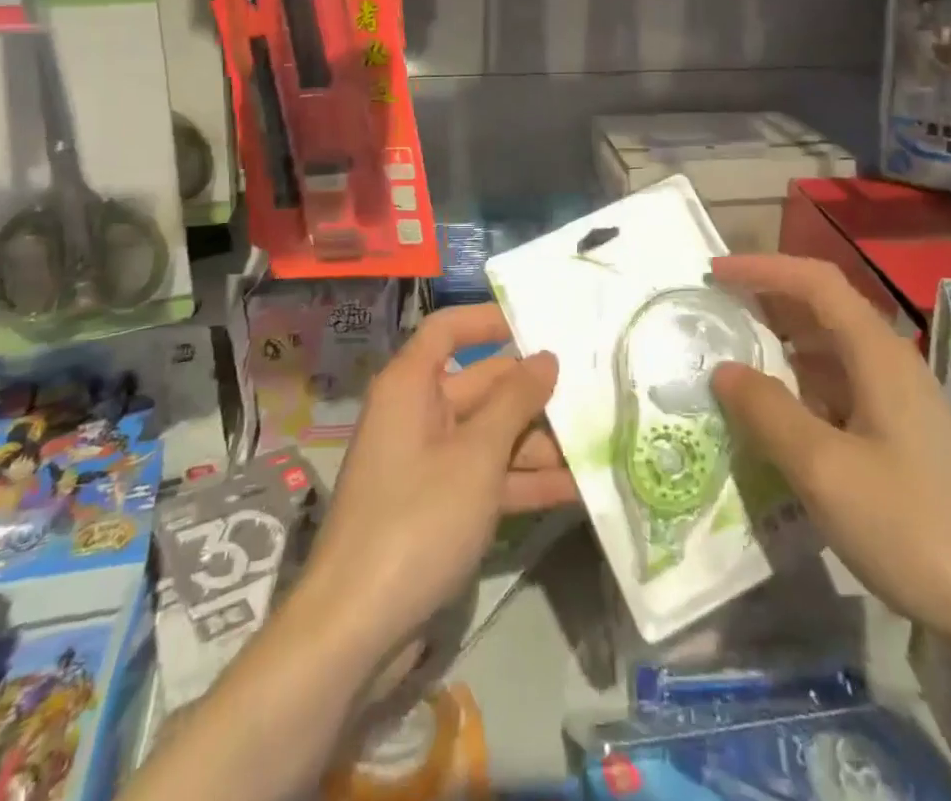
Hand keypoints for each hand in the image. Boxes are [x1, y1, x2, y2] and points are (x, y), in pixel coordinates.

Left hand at [298, 304, 573, 659]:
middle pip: (481, 385)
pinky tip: (574, 490)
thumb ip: (515, 402)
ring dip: (537, 444)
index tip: (539, 325)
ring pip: (489, 435)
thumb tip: (545, 357)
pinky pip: (485, 476)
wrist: (355, 629)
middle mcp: (417, 414)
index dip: (489, 320)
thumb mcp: (476, 456)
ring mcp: (427, 463)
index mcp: (411, 386)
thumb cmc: (417, 519)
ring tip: (595, 446)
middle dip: (533, 394)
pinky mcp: (437, 505)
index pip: (448, 329)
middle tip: (591, 394)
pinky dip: (522, 482)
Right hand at [709, 254, 950, 654]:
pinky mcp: (905, 443)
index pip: (815, 282)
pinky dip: (802, 392)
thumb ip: (768, 413)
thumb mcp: (826, 471)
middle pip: (824, 310)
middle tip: (716, 314)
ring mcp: (902, 406)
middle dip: (768, 302)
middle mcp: (892, 367)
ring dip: (783, 349)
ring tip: (734, 365)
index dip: (763, 267)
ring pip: (832, 356)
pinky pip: (842, 395)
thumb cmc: (917, 530)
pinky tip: (779, 424)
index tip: (714, 271)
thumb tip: (724, 369)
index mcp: (878, 355)